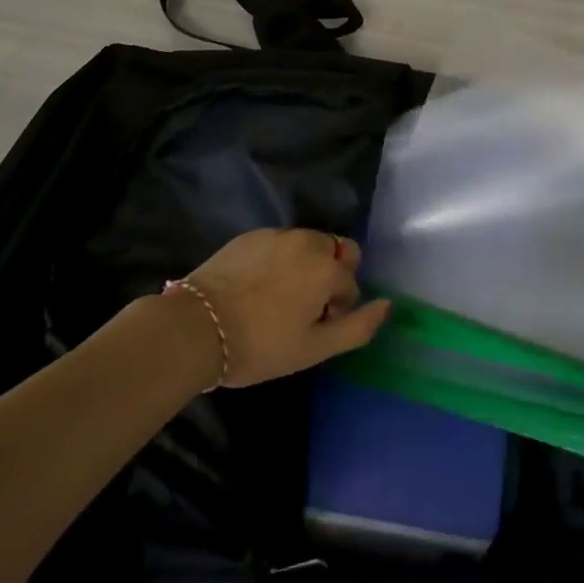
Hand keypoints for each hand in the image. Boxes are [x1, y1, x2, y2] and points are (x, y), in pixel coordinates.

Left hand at [178, 228, 390, 387]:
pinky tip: (256, 288)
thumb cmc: (260, 345)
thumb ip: (357, 327)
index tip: (314, 329)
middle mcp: (307, 240)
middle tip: (303, 310)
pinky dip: (278, 261)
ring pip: (308, 245)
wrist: (196, 327)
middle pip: (335, 252)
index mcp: (327, 267)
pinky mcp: (251, 235)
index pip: (351, 283)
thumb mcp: (313, 348)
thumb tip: (387, 304)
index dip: (338, 309)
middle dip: (329, 276)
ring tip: (278, 300)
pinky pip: (279, 243)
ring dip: (305, 266)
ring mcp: (277, 234)